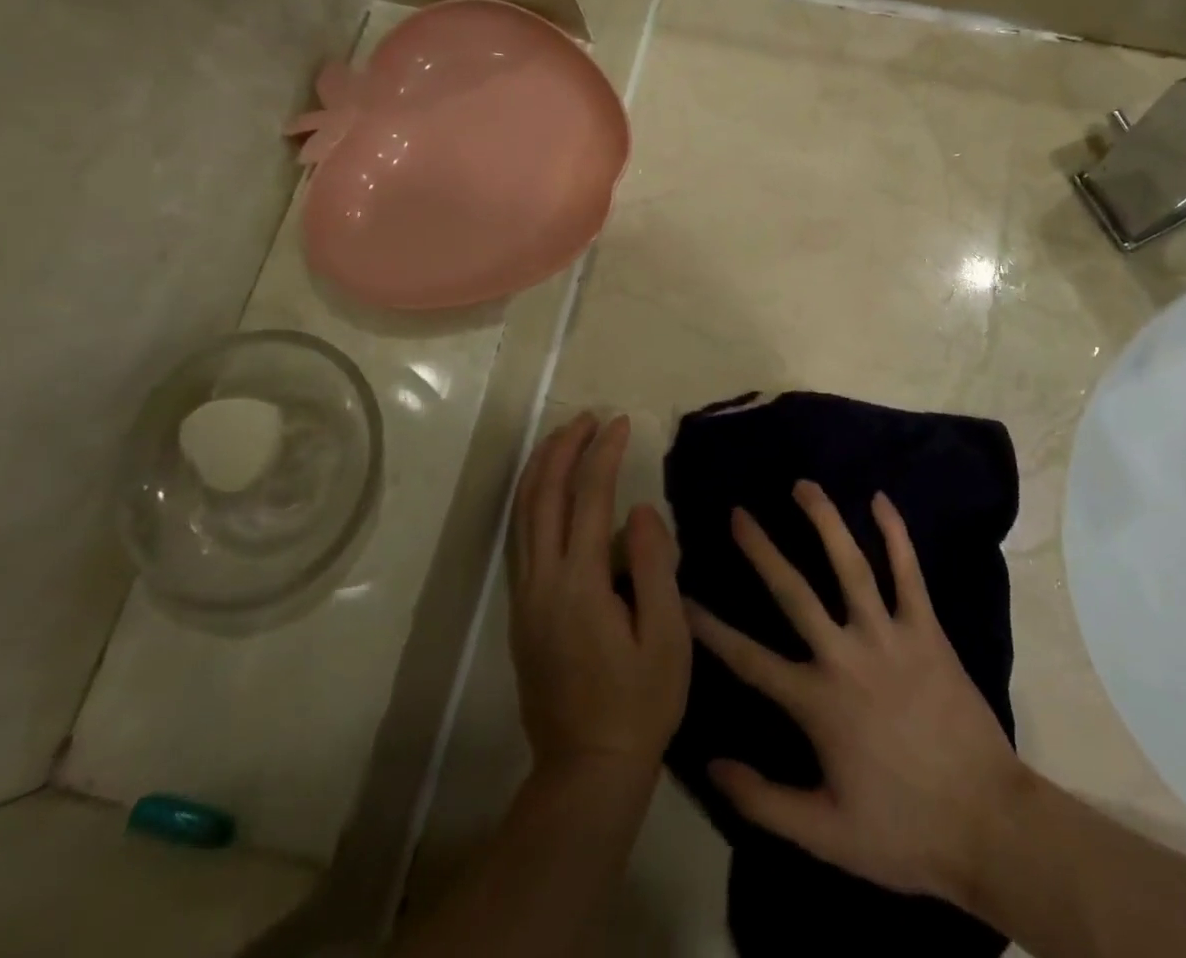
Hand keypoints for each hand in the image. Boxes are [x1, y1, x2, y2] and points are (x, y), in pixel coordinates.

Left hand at [509, 413, 690, 780]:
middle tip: (587, 417)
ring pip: (521, 514)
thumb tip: (639, 509)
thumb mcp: (666, 638)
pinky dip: (530, 499)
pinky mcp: (521, 611)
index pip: (589, 499)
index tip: (621, 423)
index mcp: (580, 584)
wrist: (587, 768)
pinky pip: (519, 537)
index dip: (604, 455)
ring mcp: (525, 596)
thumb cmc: (640, 703)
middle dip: (563, 449)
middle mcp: (542, 581)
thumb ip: (653, 566)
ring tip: (562, 436)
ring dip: (539, 469)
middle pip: (542, 496)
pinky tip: (545, 489)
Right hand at [686, 480, 1024, 904]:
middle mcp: (846, 656)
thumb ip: (763, 800)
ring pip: (851, 566)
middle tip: (739, 513)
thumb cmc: (904, 833)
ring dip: (824, 521)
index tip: (681, 596)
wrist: (989, 825)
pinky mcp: (927, 630)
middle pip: (794, 592)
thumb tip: (710, 764)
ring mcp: (889, 636)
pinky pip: (909, 572)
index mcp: (817, 703)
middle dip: (762, 550)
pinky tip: (880, 499)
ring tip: (803, 485)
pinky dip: (895, 534)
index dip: (710, 628)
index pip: (748, 659)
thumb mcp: (825, 836)